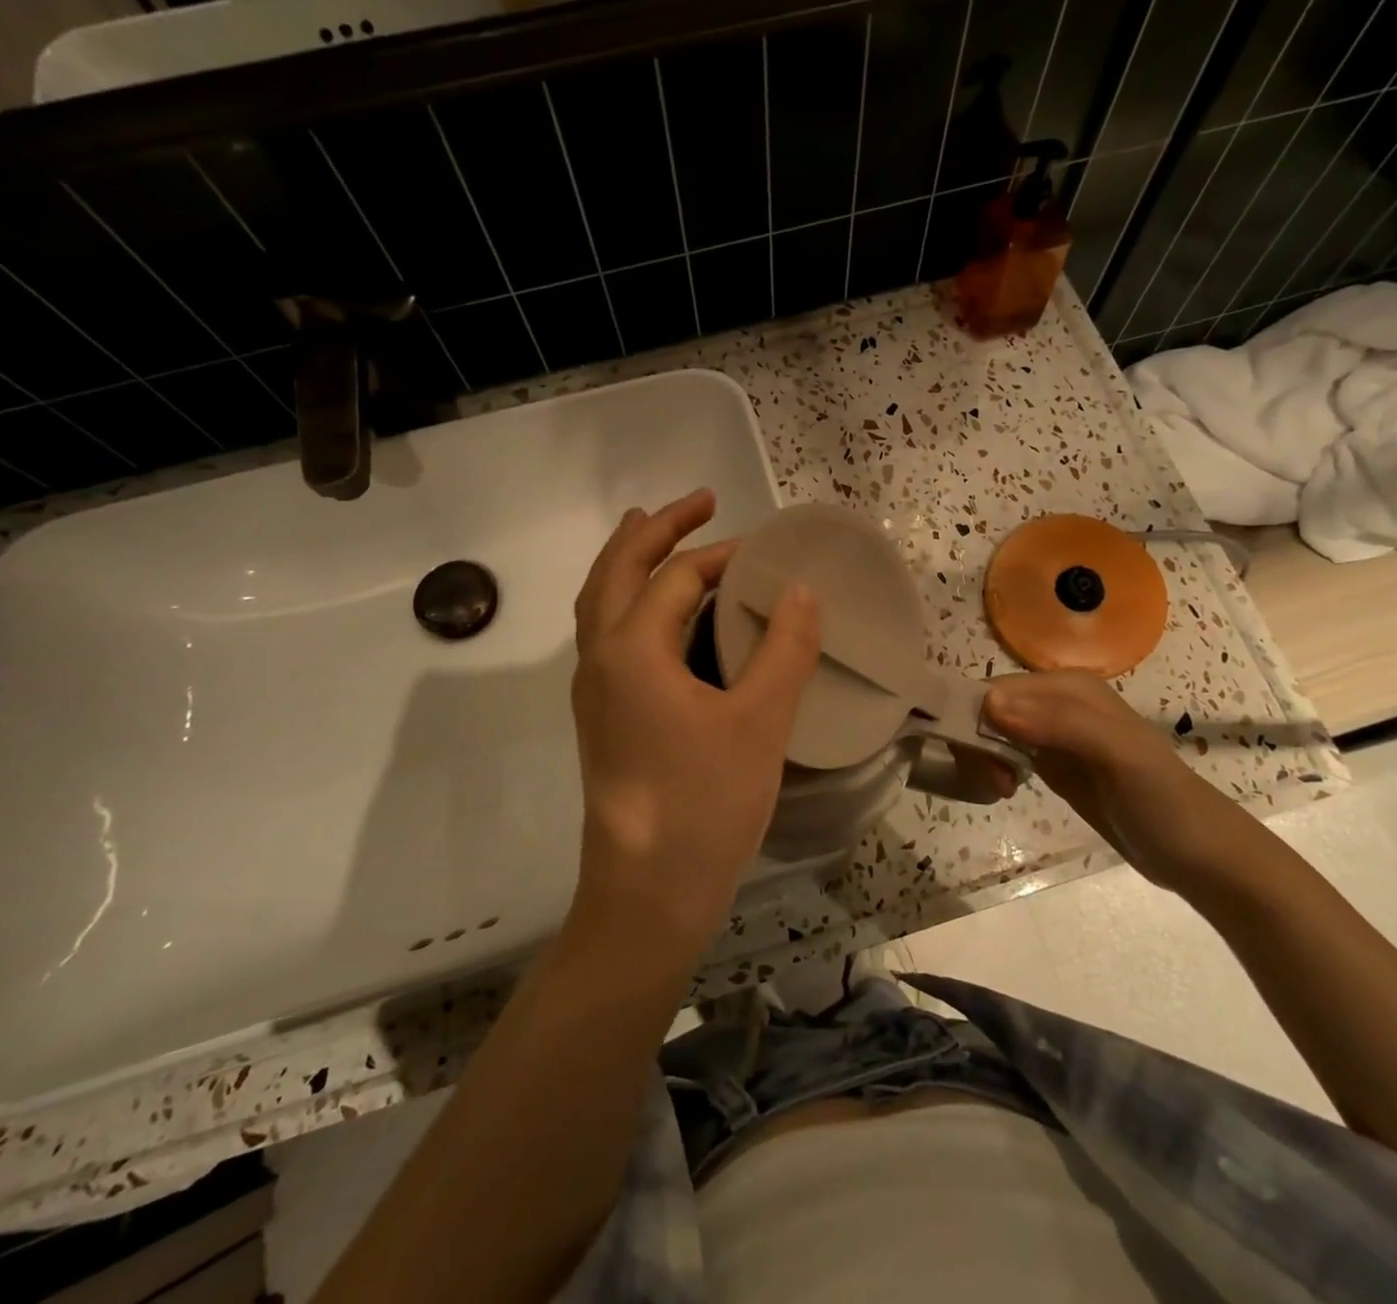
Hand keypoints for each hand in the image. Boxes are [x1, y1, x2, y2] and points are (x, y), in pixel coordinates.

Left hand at [569, 489, 820, 958]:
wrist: (647, 895)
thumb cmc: (705, 804)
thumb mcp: (760, 722)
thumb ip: (784, 649)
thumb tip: (801, 591)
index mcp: (631, 650)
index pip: (676, 578)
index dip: (722, 554)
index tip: (766, 547)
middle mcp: (600, 659)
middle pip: (616, 571)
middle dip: (654, 529)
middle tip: (699, 501)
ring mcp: (595, 690)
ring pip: (602, 603)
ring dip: (630, 560)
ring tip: (656, 531)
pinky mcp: (603, 717)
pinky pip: (610, 635)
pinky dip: (630, 602)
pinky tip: (663, 616)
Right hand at [984, 670, 1258, 891]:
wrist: (1200, 856)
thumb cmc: (1162, 801)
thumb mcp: (1118, 755)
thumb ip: (1058, 724)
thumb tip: (990, 705)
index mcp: (1069, 687)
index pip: (997, 689)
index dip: (975, 719)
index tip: (980, 763)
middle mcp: (1056, 702)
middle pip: (989, 709)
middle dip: (977, 742)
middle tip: (995, 784)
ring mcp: (1053, 734)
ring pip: (992, 731)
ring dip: (983, 758)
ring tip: (1001, 791)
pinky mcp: (1052, 763)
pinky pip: (1005, 752)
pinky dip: (994, 768)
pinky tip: (1004, 790)